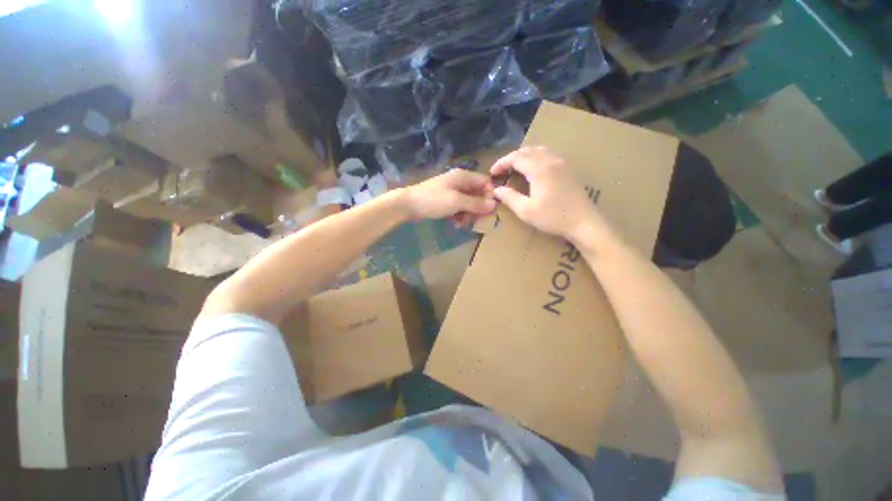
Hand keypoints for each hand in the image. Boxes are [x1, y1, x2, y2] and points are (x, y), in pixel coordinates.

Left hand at [403, 169, 496, 222]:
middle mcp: (459, 182)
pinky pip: (458, 208)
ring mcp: (451, 192)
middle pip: (477, 194)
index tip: (490, 210)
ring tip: (463, 224)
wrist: (408, 205)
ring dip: (468, 214)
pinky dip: (459, 215)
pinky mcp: (445, 201)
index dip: (490, 195)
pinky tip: (455, 224)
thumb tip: (494, 205)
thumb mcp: (456, 202)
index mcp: (463, 177)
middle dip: (478, 208)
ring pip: (468, 203)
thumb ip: (476, 203)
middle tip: (477, 221)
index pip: (485, 182)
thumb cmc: (433, 200)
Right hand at [491, 146, 605, 239]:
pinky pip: (547, 154)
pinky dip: (534, 158)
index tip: (492, 174)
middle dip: (511, 159)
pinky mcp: (567, 168)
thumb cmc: (553, 217)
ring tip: (514, 169)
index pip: (516, 157)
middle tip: (501, 172)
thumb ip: (509, 197)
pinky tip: (532, 170)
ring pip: (538, 150)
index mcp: (539, 169)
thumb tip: (497, 190)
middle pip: (526, 150)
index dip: (501, 163)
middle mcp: (551, 160)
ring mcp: (561, 163)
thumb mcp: (526, 211)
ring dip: (523, 156)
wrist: (584, 222)